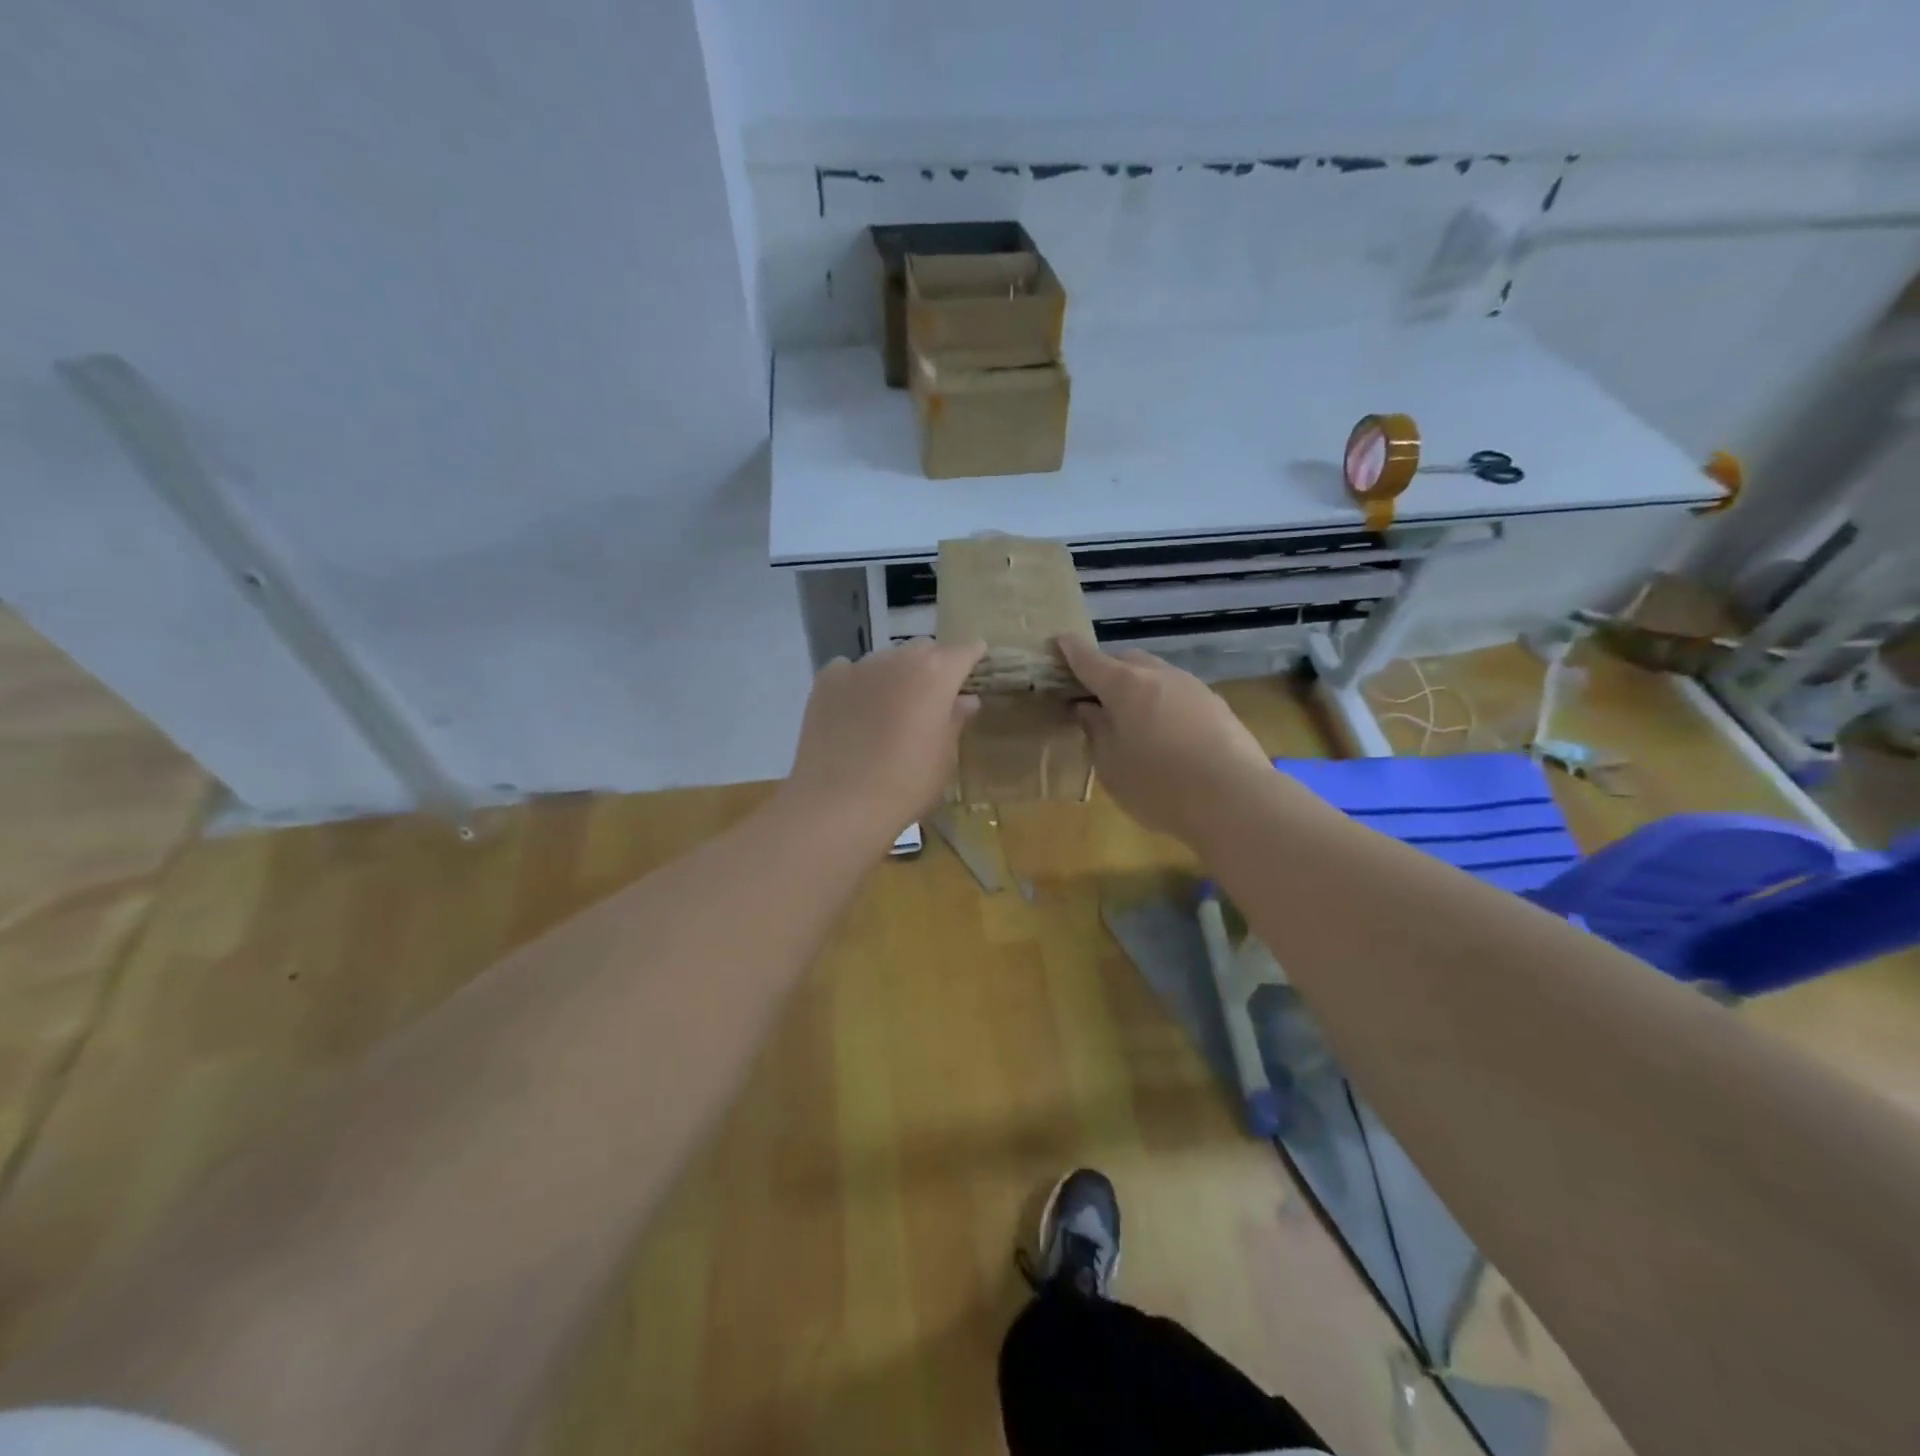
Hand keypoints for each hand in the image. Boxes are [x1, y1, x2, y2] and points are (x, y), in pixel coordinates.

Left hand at [782, 639, 985, 849]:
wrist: (839, 802)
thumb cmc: (906, 784)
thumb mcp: (943, 758)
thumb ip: (956, 721)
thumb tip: (966, 699)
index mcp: (936, 674)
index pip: (963, 651)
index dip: (972, 657)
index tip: (976, 665)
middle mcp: (898, 659)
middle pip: (923, 649)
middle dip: (933, 665)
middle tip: (933, 696)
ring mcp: (859, 666)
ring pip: (886, 659)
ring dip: (895, 674)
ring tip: (890, 707)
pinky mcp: (826, 680)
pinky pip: (849, 670)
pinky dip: (858, 683)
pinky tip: (854, 711)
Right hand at [1058, 635, 1275, 844]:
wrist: (1235, 800)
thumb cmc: (1158, 786)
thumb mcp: (1111, 766)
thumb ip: (1096, 731)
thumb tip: (1089, 709)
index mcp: (1124, 685)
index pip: (1088, 659)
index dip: (1070, 650)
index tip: (1058, 642)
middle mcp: (1158, 675)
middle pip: (1126, 660)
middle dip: (1107, 670)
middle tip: (1094, 697)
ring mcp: (1192, 686)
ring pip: (1156, 675)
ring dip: (1138, 687)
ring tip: (1132, 718)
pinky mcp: (1216, 704)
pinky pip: (1178, 693)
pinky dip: (1163, 703)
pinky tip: (1166, 733)